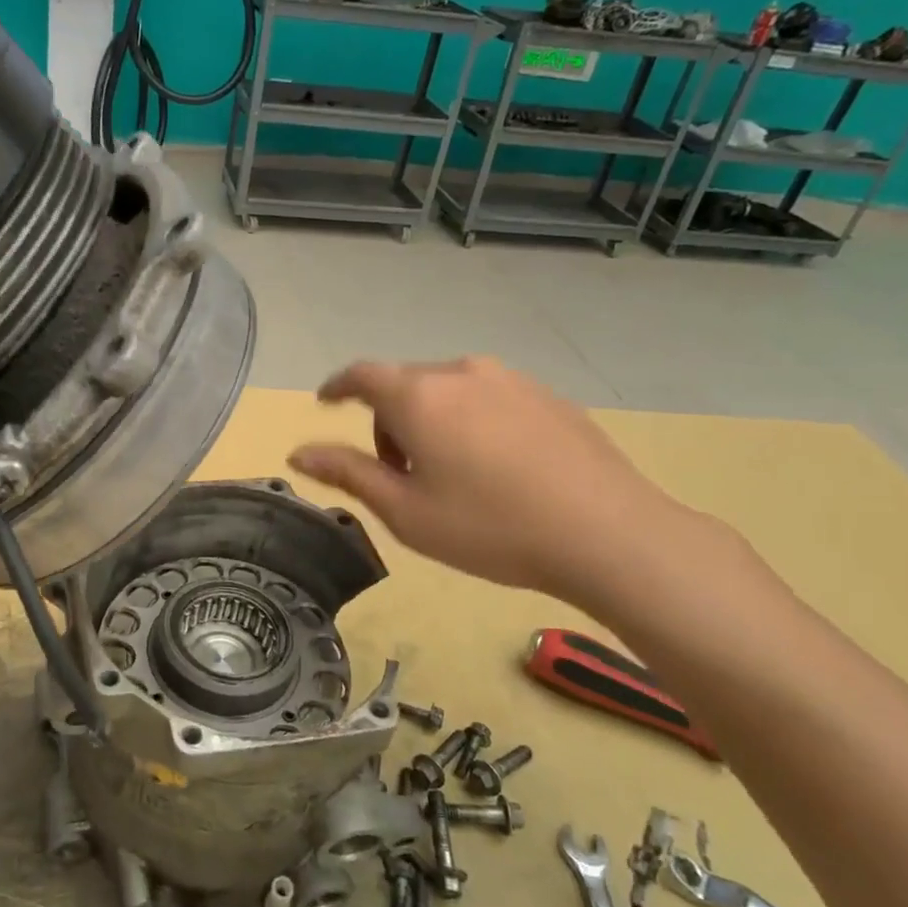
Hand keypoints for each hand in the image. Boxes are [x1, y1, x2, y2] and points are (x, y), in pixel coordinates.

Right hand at [288, 357, 688, 604]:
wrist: (608, 534)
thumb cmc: (490, 527)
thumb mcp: (406, 511)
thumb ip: (348, 473)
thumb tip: (299, 451)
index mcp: (419, 396)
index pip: (361, 375)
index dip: (337, 387)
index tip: (326, 402)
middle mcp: (461, 372)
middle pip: (406, 385)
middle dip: (389, 421)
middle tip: (399, 474)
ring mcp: (511, 380)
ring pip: (449, 391)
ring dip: (432, 421)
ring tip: (451, 474)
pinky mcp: (547, 396)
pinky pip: (489, 398)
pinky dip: (472, 422)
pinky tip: (498, 468)